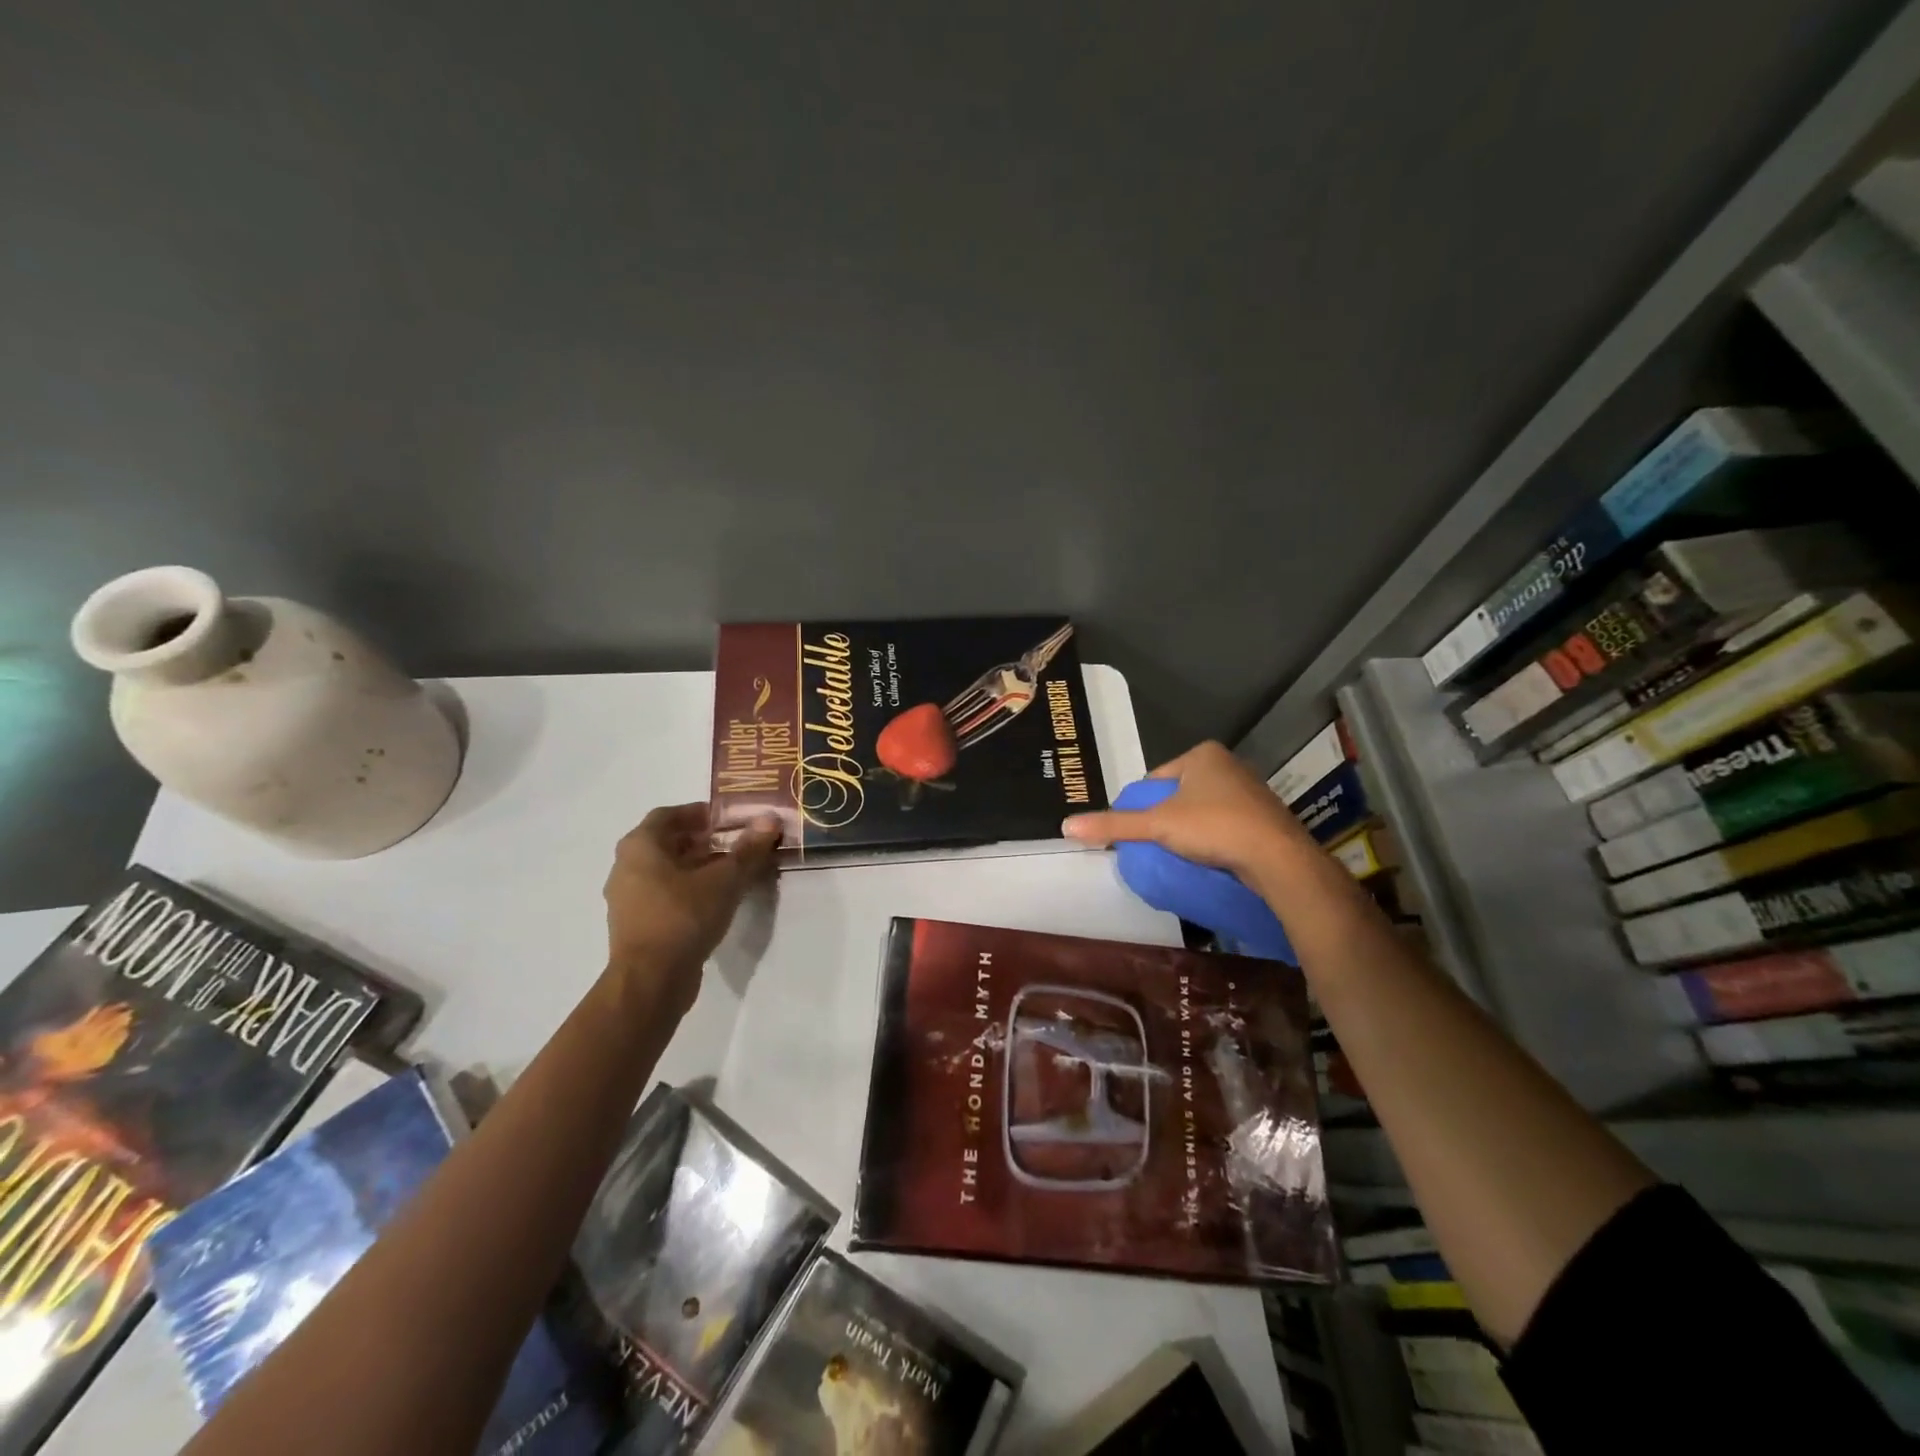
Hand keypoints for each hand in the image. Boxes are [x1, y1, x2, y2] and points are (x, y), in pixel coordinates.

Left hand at [604, 804, 780, 1007]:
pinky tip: (712, 900)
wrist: (651, 980)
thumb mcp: (725, 880)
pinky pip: (661, 895)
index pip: (668, 814)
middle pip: (665, 842)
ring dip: (694, 866)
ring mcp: (627, 898)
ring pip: (663, 870)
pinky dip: (685, 889)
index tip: (727, 820)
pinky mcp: (635, 924)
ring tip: (728, 872)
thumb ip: (748, 849)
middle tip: (733, 843)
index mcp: (640, 846)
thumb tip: (770, 819)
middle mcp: (626, 866)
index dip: (699, 813)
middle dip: (700, 840)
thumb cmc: (684, 916)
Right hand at [1061, 741, 1309, 881]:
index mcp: (1203, 755)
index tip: (1137, 832)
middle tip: (1155, 846)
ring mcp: (1251, 791)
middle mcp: (1230, 765)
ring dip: (1190, 830)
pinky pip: (1225, 825)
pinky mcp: (1265, 818)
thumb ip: (1114, 825)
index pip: (1155, 779)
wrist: (1278, 859)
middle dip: (1166, 818)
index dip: (1141, 806)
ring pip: (1203, 811)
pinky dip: (1213, 840)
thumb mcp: (1158, 825)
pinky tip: (1207, 859)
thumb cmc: (1215, 827)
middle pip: (1178, 794)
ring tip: (1179, 856)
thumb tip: (1066, 826)